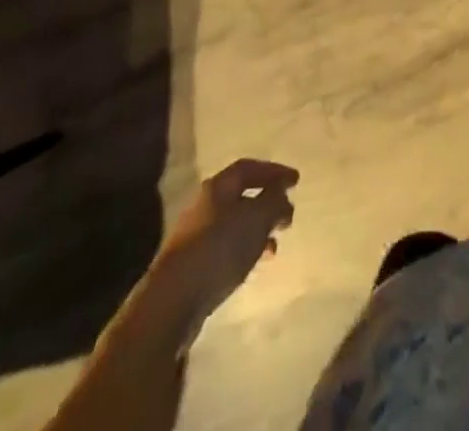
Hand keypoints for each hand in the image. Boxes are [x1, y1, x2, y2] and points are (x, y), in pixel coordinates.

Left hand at [144, 159, 298, 336]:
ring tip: (275, 243)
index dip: (274, 172)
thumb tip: (282, 192)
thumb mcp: (257, 218)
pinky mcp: (193, 263)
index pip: (249, 168)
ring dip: (258, 229)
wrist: (173, 300)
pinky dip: (245, 248)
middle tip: (287, 213)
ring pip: (235, 223)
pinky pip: (226, 246)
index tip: (296, 181)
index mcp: (218, 186)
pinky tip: (254, 263)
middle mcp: (205, 204)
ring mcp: (196, 235)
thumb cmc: (220, 248)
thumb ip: (274, 201)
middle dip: (267, 202)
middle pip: (241, 195)